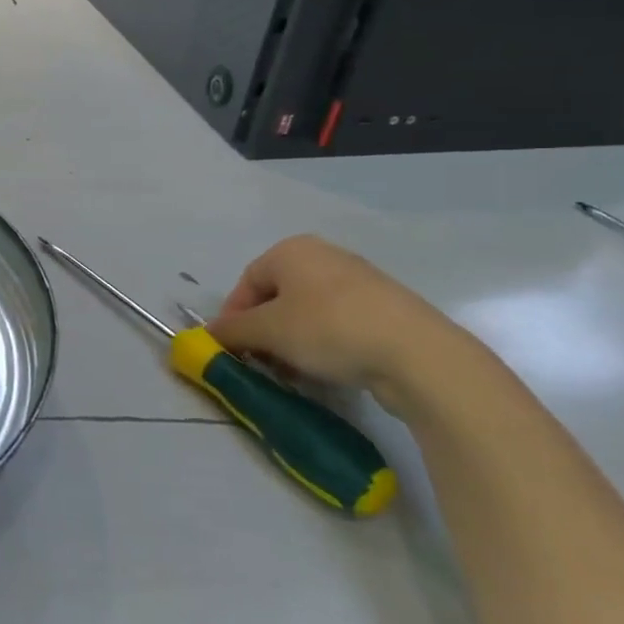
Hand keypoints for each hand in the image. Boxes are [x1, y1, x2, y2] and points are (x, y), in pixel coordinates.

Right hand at [208, 235, 487, 422]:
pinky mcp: (386, 308)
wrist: (418, 354)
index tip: (232, 349)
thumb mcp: (268, 331)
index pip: (246, 282)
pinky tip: (328, 370)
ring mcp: (359, 280)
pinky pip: (339, 324)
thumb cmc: (328, 329)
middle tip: (262, 363)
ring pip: (308, 313)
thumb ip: (231, 330)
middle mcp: (324, 256)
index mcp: (292, 250)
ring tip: (295, 373)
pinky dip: (324, 345)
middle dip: (264, 332)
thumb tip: (205, 334)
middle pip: (277, 297)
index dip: (233, 316)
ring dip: (292, 342)